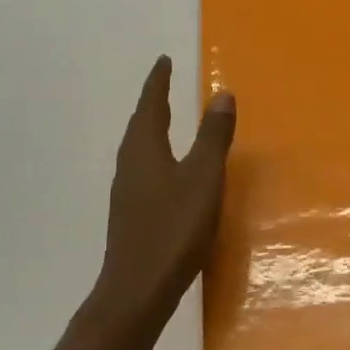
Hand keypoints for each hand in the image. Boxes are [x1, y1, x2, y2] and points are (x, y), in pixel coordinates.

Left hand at [93, 56, 235, 324]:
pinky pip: (142, 170)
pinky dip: (155, 156)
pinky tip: (167, 172)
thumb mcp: (203, 179)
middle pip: (139, 125)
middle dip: (153, 103)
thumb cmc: (174, 228)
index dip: (158, 83)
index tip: (163, 61)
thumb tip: (222, 94)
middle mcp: (130, 165)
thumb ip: (213, 137)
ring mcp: (127, 192)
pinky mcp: (131, 214)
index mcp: (145, 150)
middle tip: (165, 86)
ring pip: (139, 149)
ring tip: (166, 122)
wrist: (138, 289)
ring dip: (152, 129)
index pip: (150, 105)